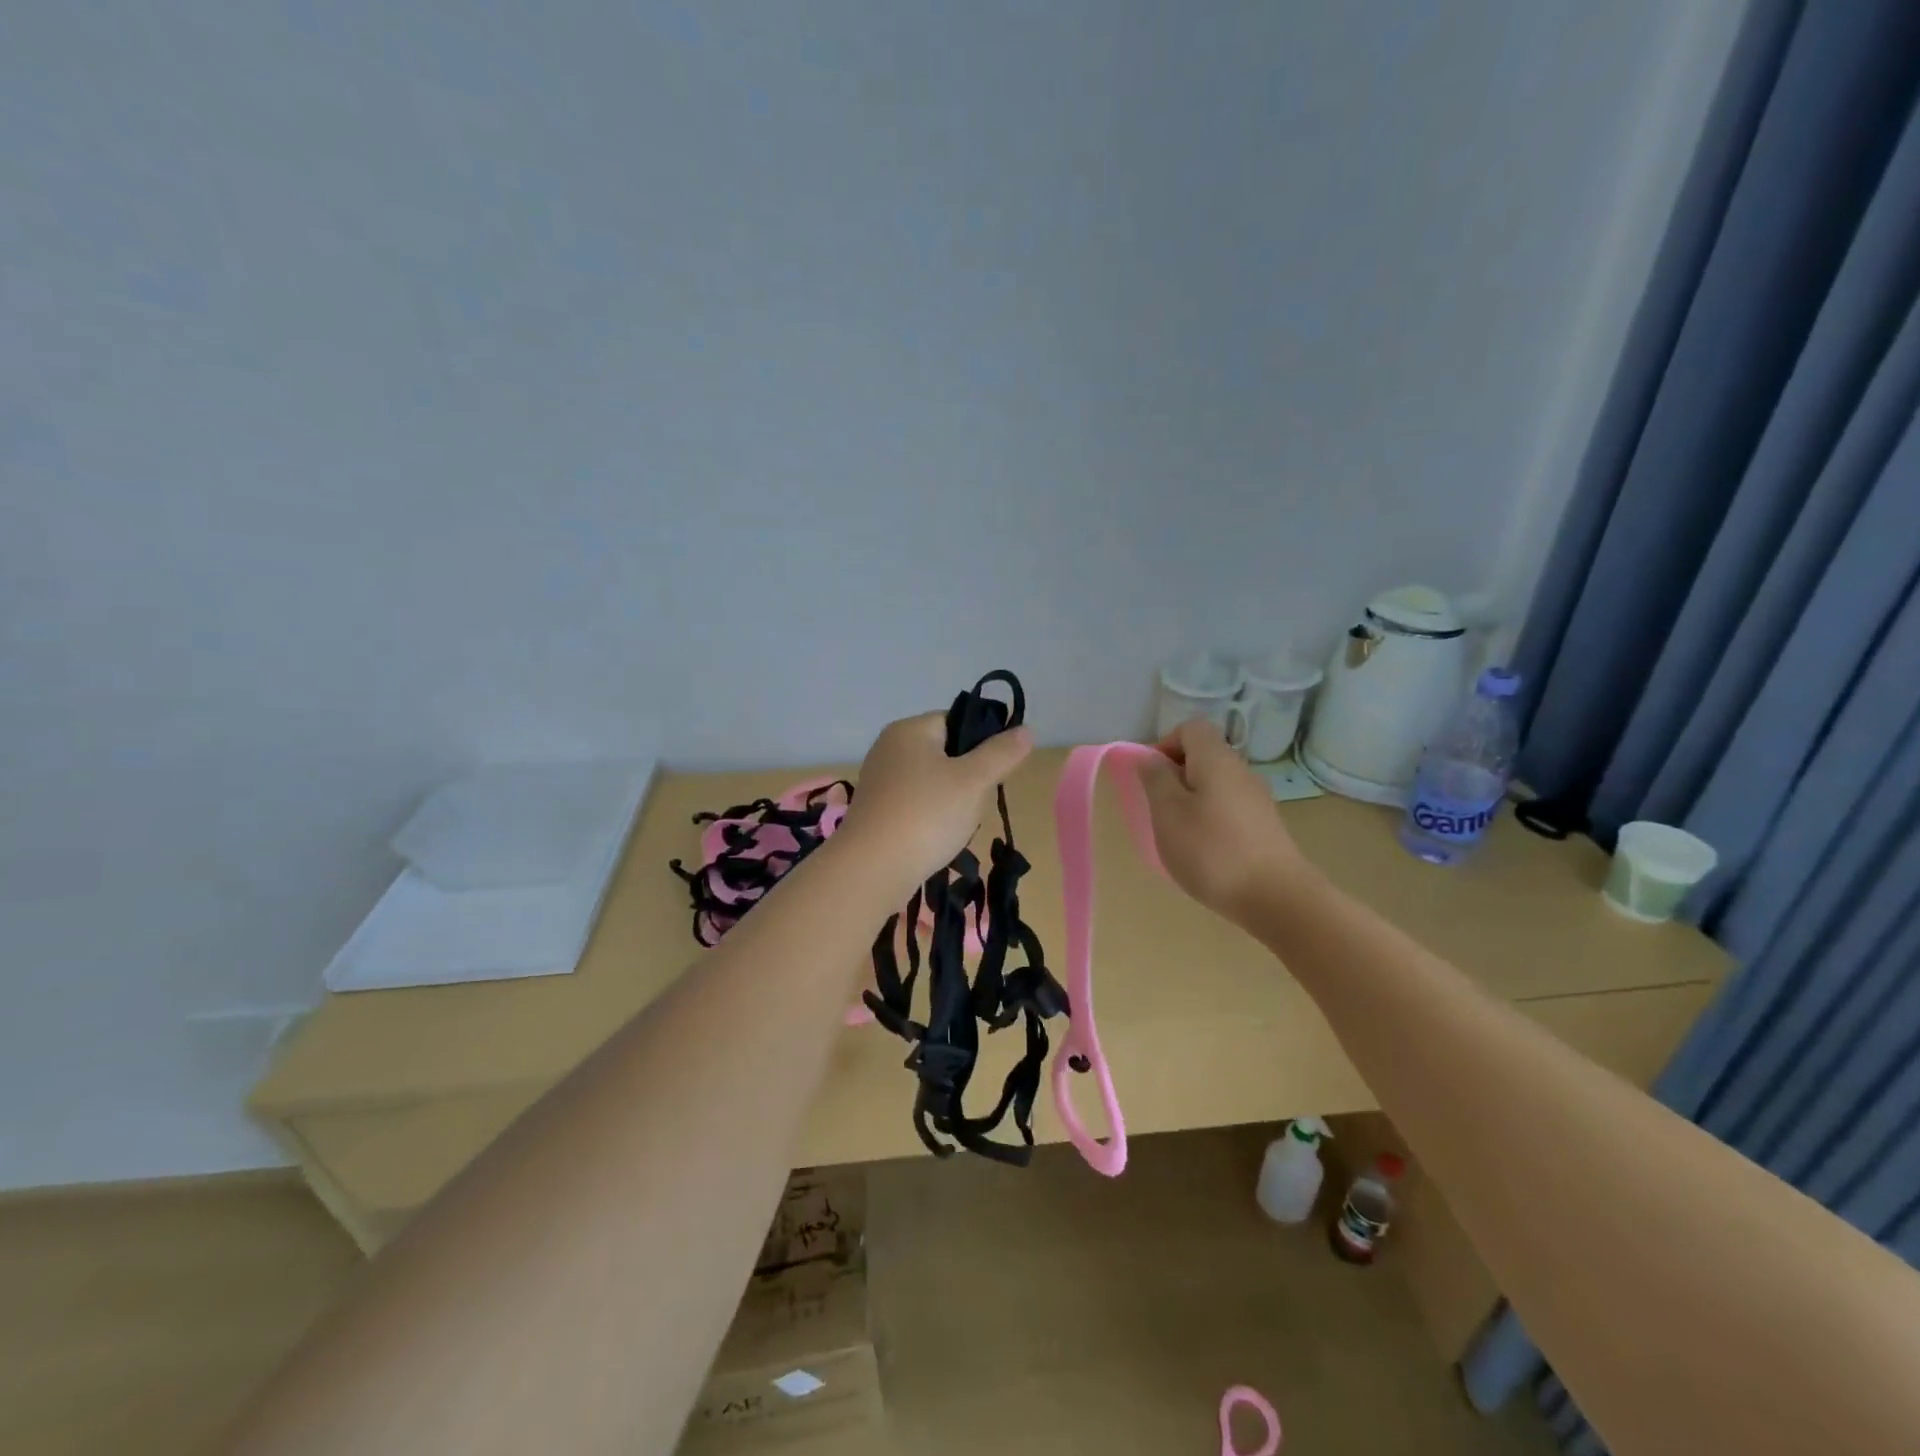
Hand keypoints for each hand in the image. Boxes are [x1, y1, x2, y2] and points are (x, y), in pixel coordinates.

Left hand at [838, 712, 1034, 891]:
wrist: (872, 869)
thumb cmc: (926, 815)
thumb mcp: (974, 781)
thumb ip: (1001, 753)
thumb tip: (1025, 730)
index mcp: (909, 729)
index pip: (956, 720)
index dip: (981, 743)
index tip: (994, 772)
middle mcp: (889, 747)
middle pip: (945, 752)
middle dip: (967, 777)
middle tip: (976, 802)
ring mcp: (879, 780)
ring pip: (932, 781)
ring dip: (951, 801)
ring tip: (957, 825)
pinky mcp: (875, 810)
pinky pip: (914, 804)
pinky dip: (930, 817)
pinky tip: (936, 838)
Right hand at [1137, 719, 1309, 925]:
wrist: (1276, 898)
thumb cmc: (1211, 850)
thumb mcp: (1168, 812)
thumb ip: (1155, 778)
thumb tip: (1150, 757)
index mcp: (1216, 759)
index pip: (1191, 728)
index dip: (1165, 745)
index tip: (1151, 778)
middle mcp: (1241, 770)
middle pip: (1204, 755)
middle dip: (1176, 776)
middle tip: (1159, 809)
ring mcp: (1257, 798)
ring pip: (1216, 783)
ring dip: (1192, 800)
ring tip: (1179, 834)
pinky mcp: (1265, 825)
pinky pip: (1229, 807)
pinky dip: (1211, 819)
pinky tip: (1205, 851)